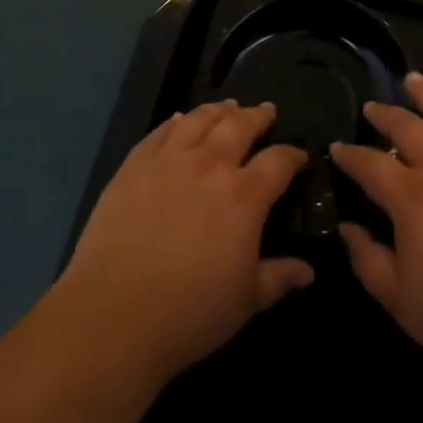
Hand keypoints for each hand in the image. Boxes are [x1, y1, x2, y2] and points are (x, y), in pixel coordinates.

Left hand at [55, 101, 311, 389]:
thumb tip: (308, 271)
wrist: (113, 315)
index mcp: (245, 195)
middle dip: (257, 116)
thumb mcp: (245, 302)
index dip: (292, 155)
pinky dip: (176, 121)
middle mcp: (211, 164)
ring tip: (228, 106)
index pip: (278, 161)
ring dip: (219, 110)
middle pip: (240, 125)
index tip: (299, 156)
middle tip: (266, 111)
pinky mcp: (135, 164)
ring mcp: (170, 159)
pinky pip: (161, 131)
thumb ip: (278, 278)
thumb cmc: (189, 313)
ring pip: (200, 118)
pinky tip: (180, 120)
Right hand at [330, 72, 422, 393]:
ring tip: (412, 80)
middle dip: (384, 115)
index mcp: (411, 198)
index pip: (370, 164)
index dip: (349, 155)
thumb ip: (367, 259)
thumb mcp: (399, 300)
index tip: (336, 147)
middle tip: (371, 107)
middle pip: (407, 127)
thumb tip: (347, 227)